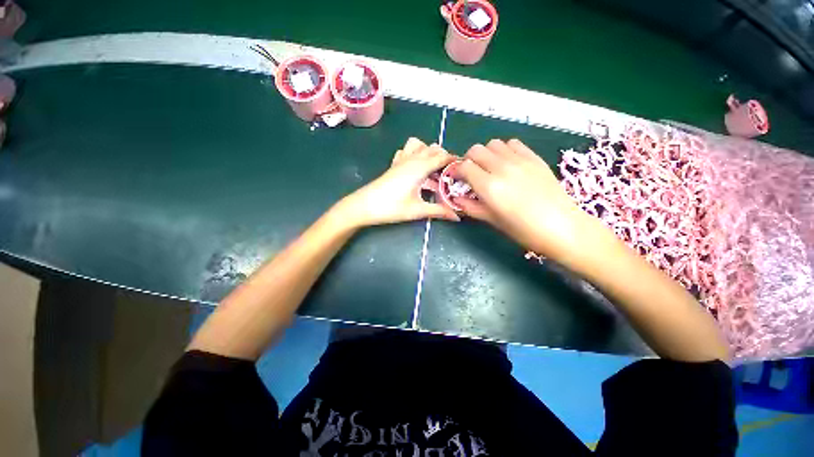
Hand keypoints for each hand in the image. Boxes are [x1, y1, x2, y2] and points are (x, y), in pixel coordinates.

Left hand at [336, 137, 459, 227]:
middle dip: (444, 156)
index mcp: (420, 167)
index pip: (442, 156)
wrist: (364, 206)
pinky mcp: (393, 165)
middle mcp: (411, 159)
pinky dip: (414, 153)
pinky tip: (415, 168)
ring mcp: (400, 160)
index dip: (455, 160)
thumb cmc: (391, 207)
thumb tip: (457, 217)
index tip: (464, 169)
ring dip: (428, 151)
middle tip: (450, 173)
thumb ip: (439, 211)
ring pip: (418, 145)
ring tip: (433, 168)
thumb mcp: (418, 210)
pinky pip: (406, 151)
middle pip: (432, 148)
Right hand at [454, 139, 604, 264]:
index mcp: (489, 187)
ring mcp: (520, 160)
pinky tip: (508, 164)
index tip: (458, 180)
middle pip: (476, 150)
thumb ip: (471, 207)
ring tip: (490, 168)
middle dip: (469, 160)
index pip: (464, 166)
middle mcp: (502, 168)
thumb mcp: (492, 221)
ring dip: (486, 154)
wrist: (563, 227)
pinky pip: (513, 144)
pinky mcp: (534, 158)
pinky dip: (505, 150)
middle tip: (473, 174)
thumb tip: (456, 199)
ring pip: (493, 143)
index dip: (457, 172)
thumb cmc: (523, 230)